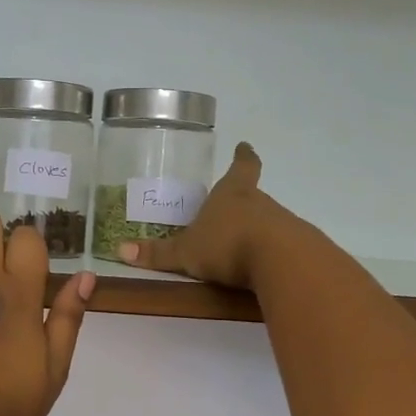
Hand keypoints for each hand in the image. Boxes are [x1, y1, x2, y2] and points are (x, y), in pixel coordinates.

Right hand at [116, 143, 301, 290]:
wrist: (281, 261)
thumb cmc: (227, 244)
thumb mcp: (186, 252)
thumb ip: (157, 253)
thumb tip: (119, 250)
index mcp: (232, 193)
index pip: (242, 166)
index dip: (243, 157)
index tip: (245, 146)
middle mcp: (260, 203)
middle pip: (252, 196)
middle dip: (242, 202)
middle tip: (226, 211)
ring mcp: (282, 224)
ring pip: (267, 221)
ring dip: (255, 230)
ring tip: (240, 247)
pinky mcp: (296, 247)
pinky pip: (279, 246)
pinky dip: (269, 253)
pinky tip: (260, 269)